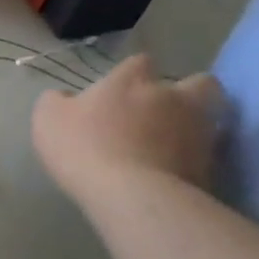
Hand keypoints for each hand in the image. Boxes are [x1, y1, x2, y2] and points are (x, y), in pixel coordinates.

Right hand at [32, 55, 226, 208]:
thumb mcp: (48, 119)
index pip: (140, 62)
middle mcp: (171, 97)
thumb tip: (66, 98)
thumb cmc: (85, 148)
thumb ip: (57, 101)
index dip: (133, 75)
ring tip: (177, 144)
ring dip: (195, 126)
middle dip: (188, 92)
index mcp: (131, 80)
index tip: (121, 92)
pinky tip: (179, 173)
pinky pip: (208, 157)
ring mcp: (196, 131)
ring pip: (210, 118)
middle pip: (198, 83)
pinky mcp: (210, 166)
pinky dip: (197, 161)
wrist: (133, 196)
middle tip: (168, 111)